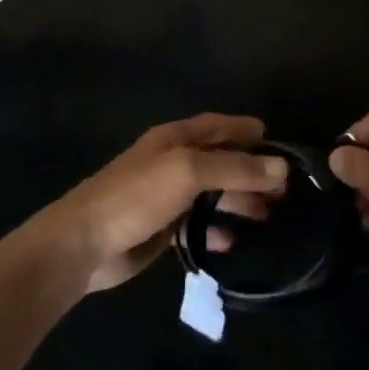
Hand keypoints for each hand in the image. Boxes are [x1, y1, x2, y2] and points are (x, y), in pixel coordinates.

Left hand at [40, 114, 287, 293]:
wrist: (84, 243)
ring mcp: (166, 197)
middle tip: (285, 191)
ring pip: (211, 194)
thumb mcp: (188, 172)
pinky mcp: (161, 229)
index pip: (219, 126)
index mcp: (175, 139)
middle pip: (220, 162)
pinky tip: (233, 242)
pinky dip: (216, 230)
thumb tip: (281, 167)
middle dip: (251, 172)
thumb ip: (235, 168)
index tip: (281, 145)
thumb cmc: (136, 196)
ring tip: (268, 216)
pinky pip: (197, 225)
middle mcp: (172, 162)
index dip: (247, 131)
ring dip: (239, 202)